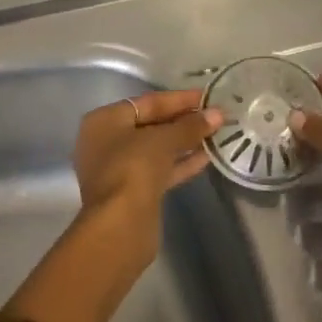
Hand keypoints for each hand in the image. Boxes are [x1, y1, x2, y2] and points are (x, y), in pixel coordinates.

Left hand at [69, 89, 223, 262]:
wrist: (120, 225)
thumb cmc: (133, 168)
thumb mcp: (163, 140)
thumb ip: (190, 126)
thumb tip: (217, 114)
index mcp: (104, 121)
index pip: (147, 102)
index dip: (179, 99)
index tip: (207, 96)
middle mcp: (107, 141)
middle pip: (151, 124)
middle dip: (183, 120)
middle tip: (215, 115)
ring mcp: (119, 168)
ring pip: (156, 149)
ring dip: (185, 142)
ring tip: (216, 133)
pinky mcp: (133, 192)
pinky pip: (160, 169)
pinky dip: (180, 162)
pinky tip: (207, 156)